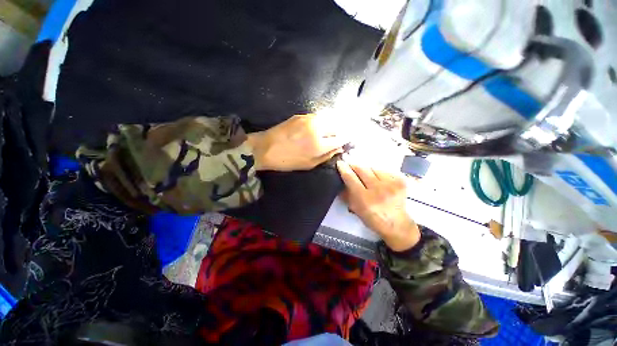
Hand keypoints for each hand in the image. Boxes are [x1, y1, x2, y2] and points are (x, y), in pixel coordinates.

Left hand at [247, 114, 346, 170]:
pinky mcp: (301, 115)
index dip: (347, 138)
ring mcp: (309, 119)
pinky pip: (319, 116)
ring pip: (330, 118)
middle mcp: (317, 129)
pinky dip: (324, 120)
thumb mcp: (309, 164)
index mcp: (319, 144)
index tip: (350, 139)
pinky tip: (322, 126)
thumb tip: (339, 148)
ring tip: (334, 129)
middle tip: (344, 134)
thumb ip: (326, 156)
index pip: (341, 138)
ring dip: (335, 123)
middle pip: (338, 125)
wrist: (265, 148)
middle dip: (344, 129)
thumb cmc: (288, 160)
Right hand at [336, 160, 419, 251]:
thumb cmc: (373, 218)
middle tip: (351, 166)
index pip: (351, 178)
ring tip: (367, 177)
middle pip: (362, 169)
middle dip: (354, 166)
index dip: (344, 168)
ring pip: (373, 168)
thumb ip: (346, 194)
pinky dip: (378, 173)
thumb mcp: (355, 208)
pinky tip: (379, 180)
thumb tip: (341, 179)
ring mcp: (391, 184)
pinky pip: (384, 170)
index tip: (340, 163)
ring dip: (367, 170)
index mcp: (365, 199)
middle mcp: (378, 189)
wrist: (397, 224)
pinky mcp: (400, 181)